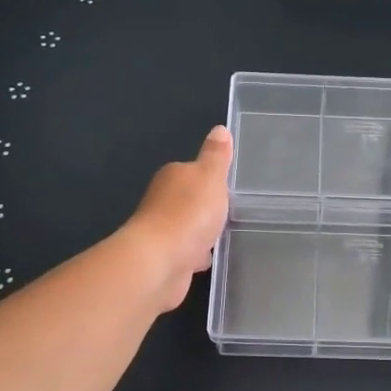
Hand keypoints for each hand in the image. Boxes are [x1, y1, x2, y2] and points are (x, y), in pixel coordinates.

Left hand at [124, 125, 232, 309]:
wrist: (160, 262)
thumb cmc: (189, 213)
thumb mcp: (211, 177)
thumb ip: (216, 156)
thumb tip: (219, 129)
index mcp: (172, 176)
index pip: (193, 172)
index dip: (211, 179)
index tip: (229, 189)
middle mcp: (162, 201)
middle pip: (189, 200)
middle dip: (206, 208)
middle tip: (231, 213)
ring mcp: (162, 232)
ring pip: (188, 228)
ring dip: (201, 233)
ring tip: (223, 237)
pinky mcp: (165, 259)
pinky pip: (186, 252)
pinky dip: (196, 255)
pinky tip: (208, 260)